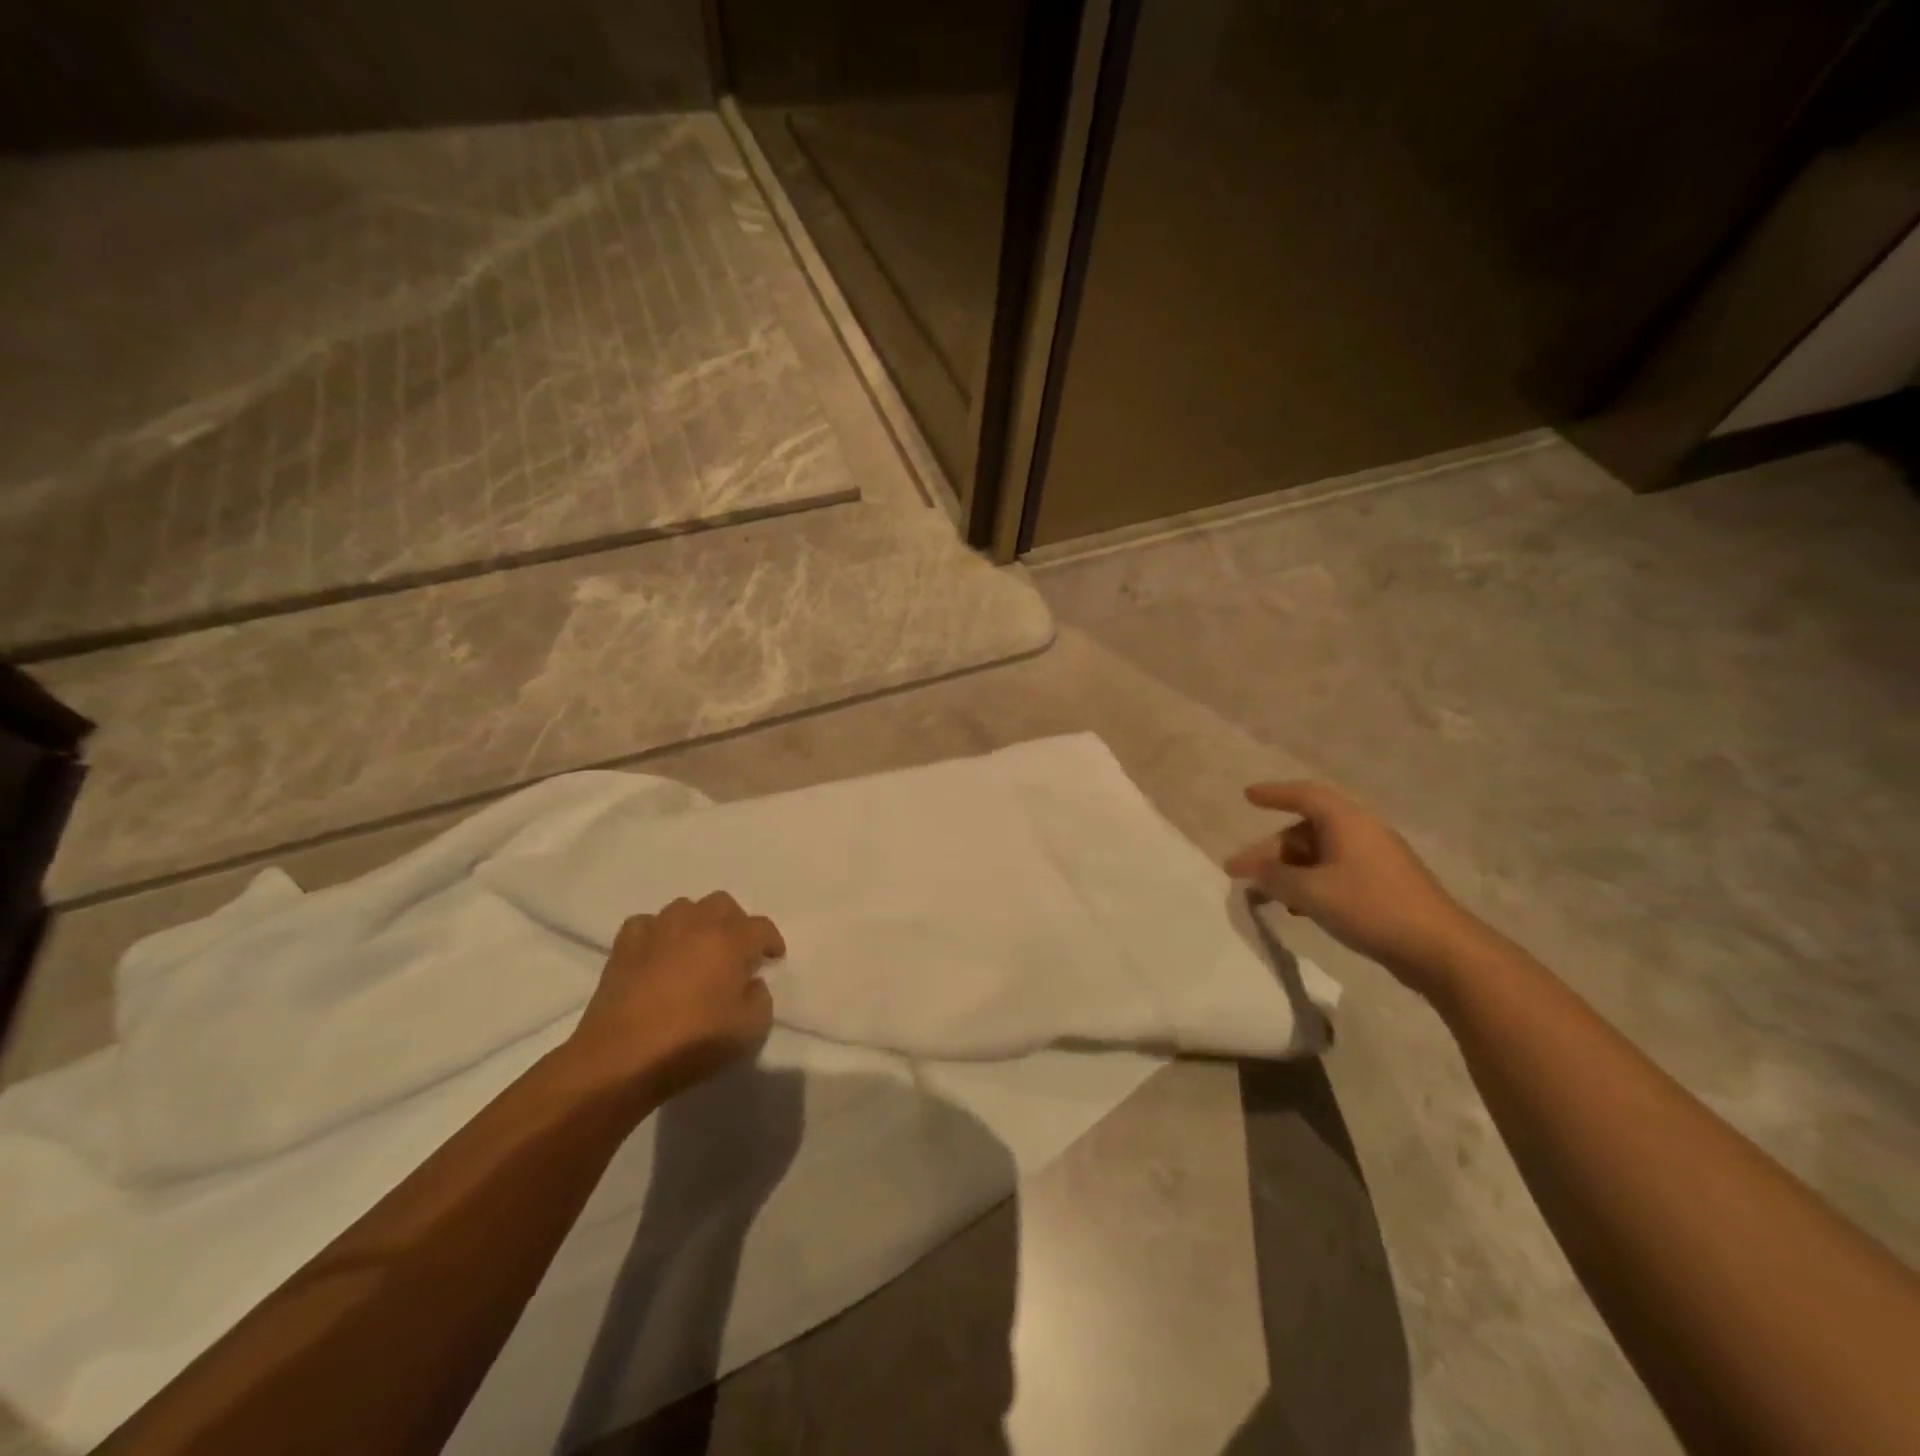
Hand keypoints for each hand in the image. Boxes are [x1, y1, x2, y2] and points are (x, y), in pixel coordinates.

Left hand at [563, 892, 784, 1100]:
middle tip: (736, 951)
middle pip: (722, 904)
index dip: (771, 941)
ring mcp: (657, 931)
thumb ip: (761, 999)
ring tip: (697, 949)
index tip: (773, 958)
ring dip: (696, 923)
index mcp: (730, 941)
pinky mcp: (624, 946)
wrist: (621, 1058)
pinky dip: (657, 933)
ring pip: (684, 908)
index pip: (761, 927)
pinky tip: (658, 953)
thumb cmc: (692, 1043)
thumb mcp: (750, 1031)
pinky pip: (647, 924)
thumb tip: (751, 983)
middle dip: (735, 923)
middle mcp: (695, 924)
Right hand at [1226, 781, 1480, 999]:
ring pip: (1318, 856)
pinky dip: (1311, 884)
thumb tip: (1254, 871)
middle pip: (1305, 832)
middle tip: (1240, 872)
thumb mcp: (1310, 892)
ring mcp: (1374, 859)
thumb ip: (1274, 878)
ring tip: (1264, 897)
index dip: (1273, 794)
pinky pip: (1335, 873)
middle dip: (1270, 851)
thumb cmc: (1370, 907)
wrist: (1439, 948)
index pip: (1303, 796)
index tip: (1247, 796)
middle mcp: (1360, 832)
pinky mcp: (1382, 885)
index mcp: (1345, 821)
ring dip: (1288, 872)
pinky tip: (1298, 909)